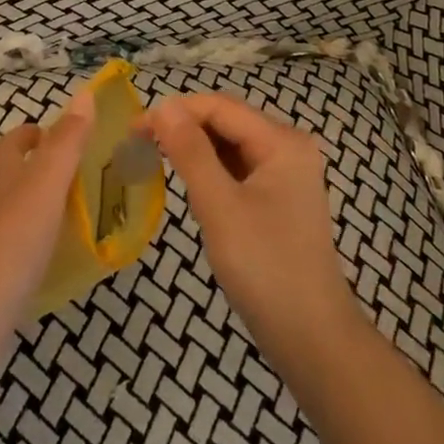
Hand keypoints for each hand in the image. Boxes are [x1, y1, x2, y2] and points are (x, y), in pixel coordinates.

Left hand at [0, 93, 92, 364]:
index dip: (28, 135)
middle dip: (33, 172)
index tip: (48, 131)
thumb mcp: (48, 182)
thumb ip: (67, 142)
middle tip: (74, 175)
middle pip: (9, 181)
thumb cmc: (15, 236)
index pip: (11, 146)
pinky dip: (39, 250)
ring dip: (39, 211)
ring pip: (14, 218)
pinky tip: (60, 262)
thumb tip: (85, 93)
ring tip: (76, 217)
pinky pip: (20, 256)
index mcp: (6, 180)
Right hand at [142, 93, 362, 373]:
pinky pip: (236, 168)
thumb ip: (190, 152)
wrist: (311, 337)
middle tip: (137, 145)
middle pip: (226, 121)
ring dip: (193, 148)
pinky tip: (188, 183)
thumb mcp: (220, 207)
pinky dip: (209, 169)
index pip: (219, 107)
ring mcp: (285, 173)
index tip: (132, 130)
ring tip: (153, 160)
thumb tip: (163, 105)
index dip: (174, 111)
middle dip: (182, 127)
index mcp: (282, 141)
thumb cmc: (265, 268)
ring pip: (229, 144)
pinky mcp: (277, 197)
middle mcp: (288, 147)